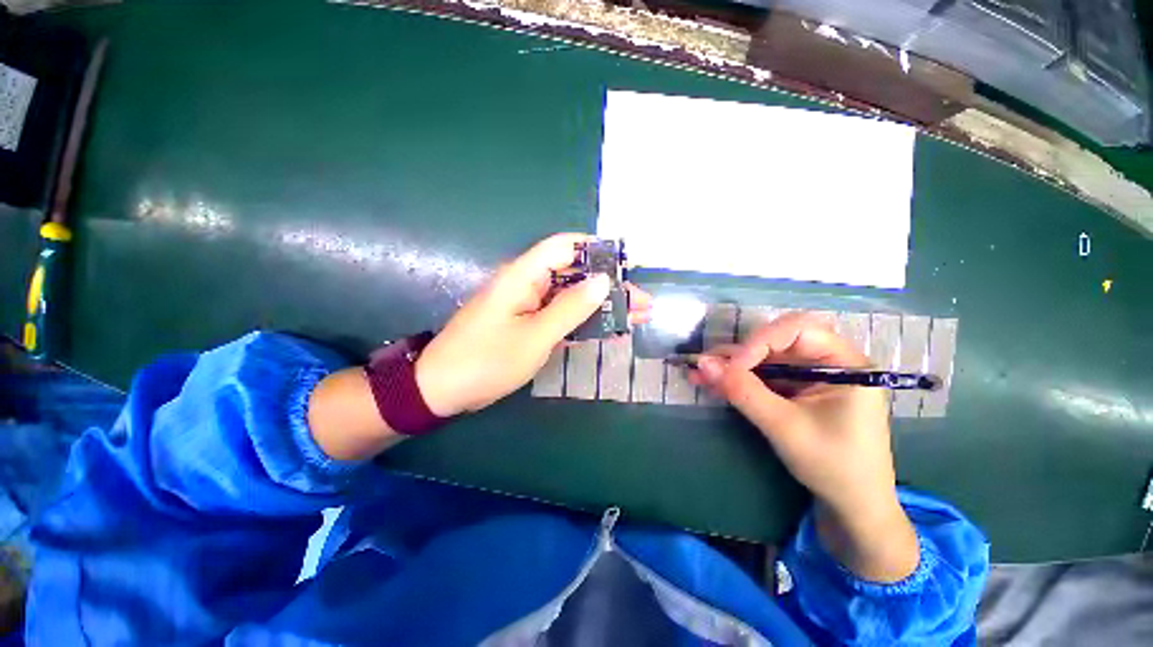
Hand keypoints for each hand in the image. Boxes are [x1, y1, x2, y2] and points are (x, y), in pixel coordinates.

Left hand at [415, 233, 650, 416]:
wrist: (442, 389)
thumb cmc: (487, 360)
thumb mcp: (535, 336)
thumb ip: (570, 307)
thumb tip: (602, 280)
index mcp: (523, 275)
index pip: (564, 247)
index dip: (596, 250)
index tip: (627, 264)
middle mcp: (527, 284)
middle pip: (574, 274)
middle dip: (609, 286)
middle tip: (642, 303)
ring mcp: (528, 305)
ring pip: (571, 297)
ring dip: (602, 306)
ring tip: (637, 317)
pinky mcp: (528, 324)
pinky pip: (561, 315)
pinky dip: (584, 321)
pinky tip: (609, 328)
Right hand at [693, 312, 917, 581]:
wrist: (851, 505)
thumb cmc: (833, 466)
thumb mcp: (785, 427)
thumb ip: (743, 391)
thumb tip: (702, 363)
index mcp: (845, 363)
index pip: (799, 330)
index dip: (761, 341)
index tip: (733, 366)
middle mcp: (827, 362)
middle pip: (776, 342)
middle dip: (739, 353)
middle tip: (706, 366)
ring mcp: (809, 376)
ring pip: (763, 358)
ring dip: (730, 366)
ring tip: (699, 374)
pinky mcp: (794, 389)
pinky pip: (761, 376)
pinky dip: (736, 380)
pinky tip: (711, 383)